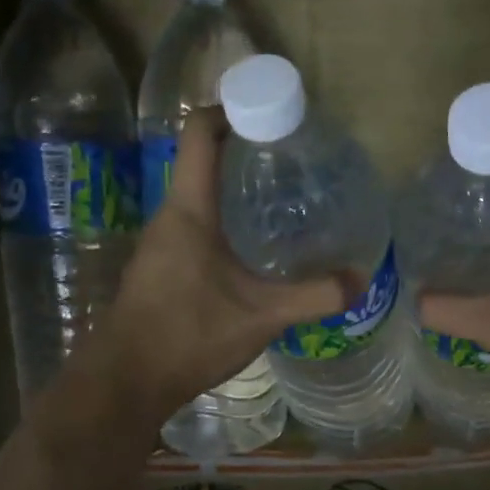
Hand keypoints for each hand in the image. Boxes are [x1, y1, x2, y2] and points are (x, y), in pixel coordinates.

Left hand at [95, 109, 351, 419]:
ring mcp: (162, 243)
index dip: (233, 107)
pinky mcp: (162, 268)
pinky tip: (256, 248)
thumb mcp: (261, 316)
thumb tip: (362, 279)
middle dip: (247, 150)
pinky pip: (196, 226)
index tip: (274, 112)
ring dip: (236, 189)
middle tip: (295, 159)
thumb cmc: (189, 335)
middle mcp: (170, 216)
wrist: (127, 381)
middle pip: (203, 159)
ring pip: (201, 197)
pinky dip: (226, 222)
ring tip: (284, 199)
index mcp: (189, 209)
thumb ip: (314, 296)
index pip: (199, 130)